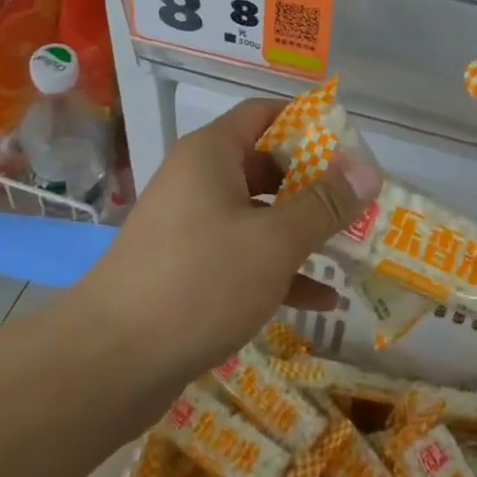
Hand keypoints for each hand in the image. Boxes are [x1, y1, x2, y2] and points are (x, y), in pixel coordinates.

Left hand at [78, 98, 377, 378]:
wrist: (109, 362)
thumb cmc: (199, 281)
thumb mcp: (274, 241)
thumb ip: (324, 204)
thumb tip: (367, 169)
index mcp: (212, 154)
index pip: (265, 114)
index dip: (309, 123)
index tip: (351, 146)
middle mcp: (198, 180)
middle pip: (266, 165)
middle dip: (314, 184)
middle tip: (359, 202)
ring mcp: (191, 226)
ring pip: (258, 215)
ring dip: (302, 231)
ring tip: (352, 248)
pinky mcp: (188, 270)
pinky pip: (243, 256)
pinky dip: (279, 270)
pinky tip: (321, 301)